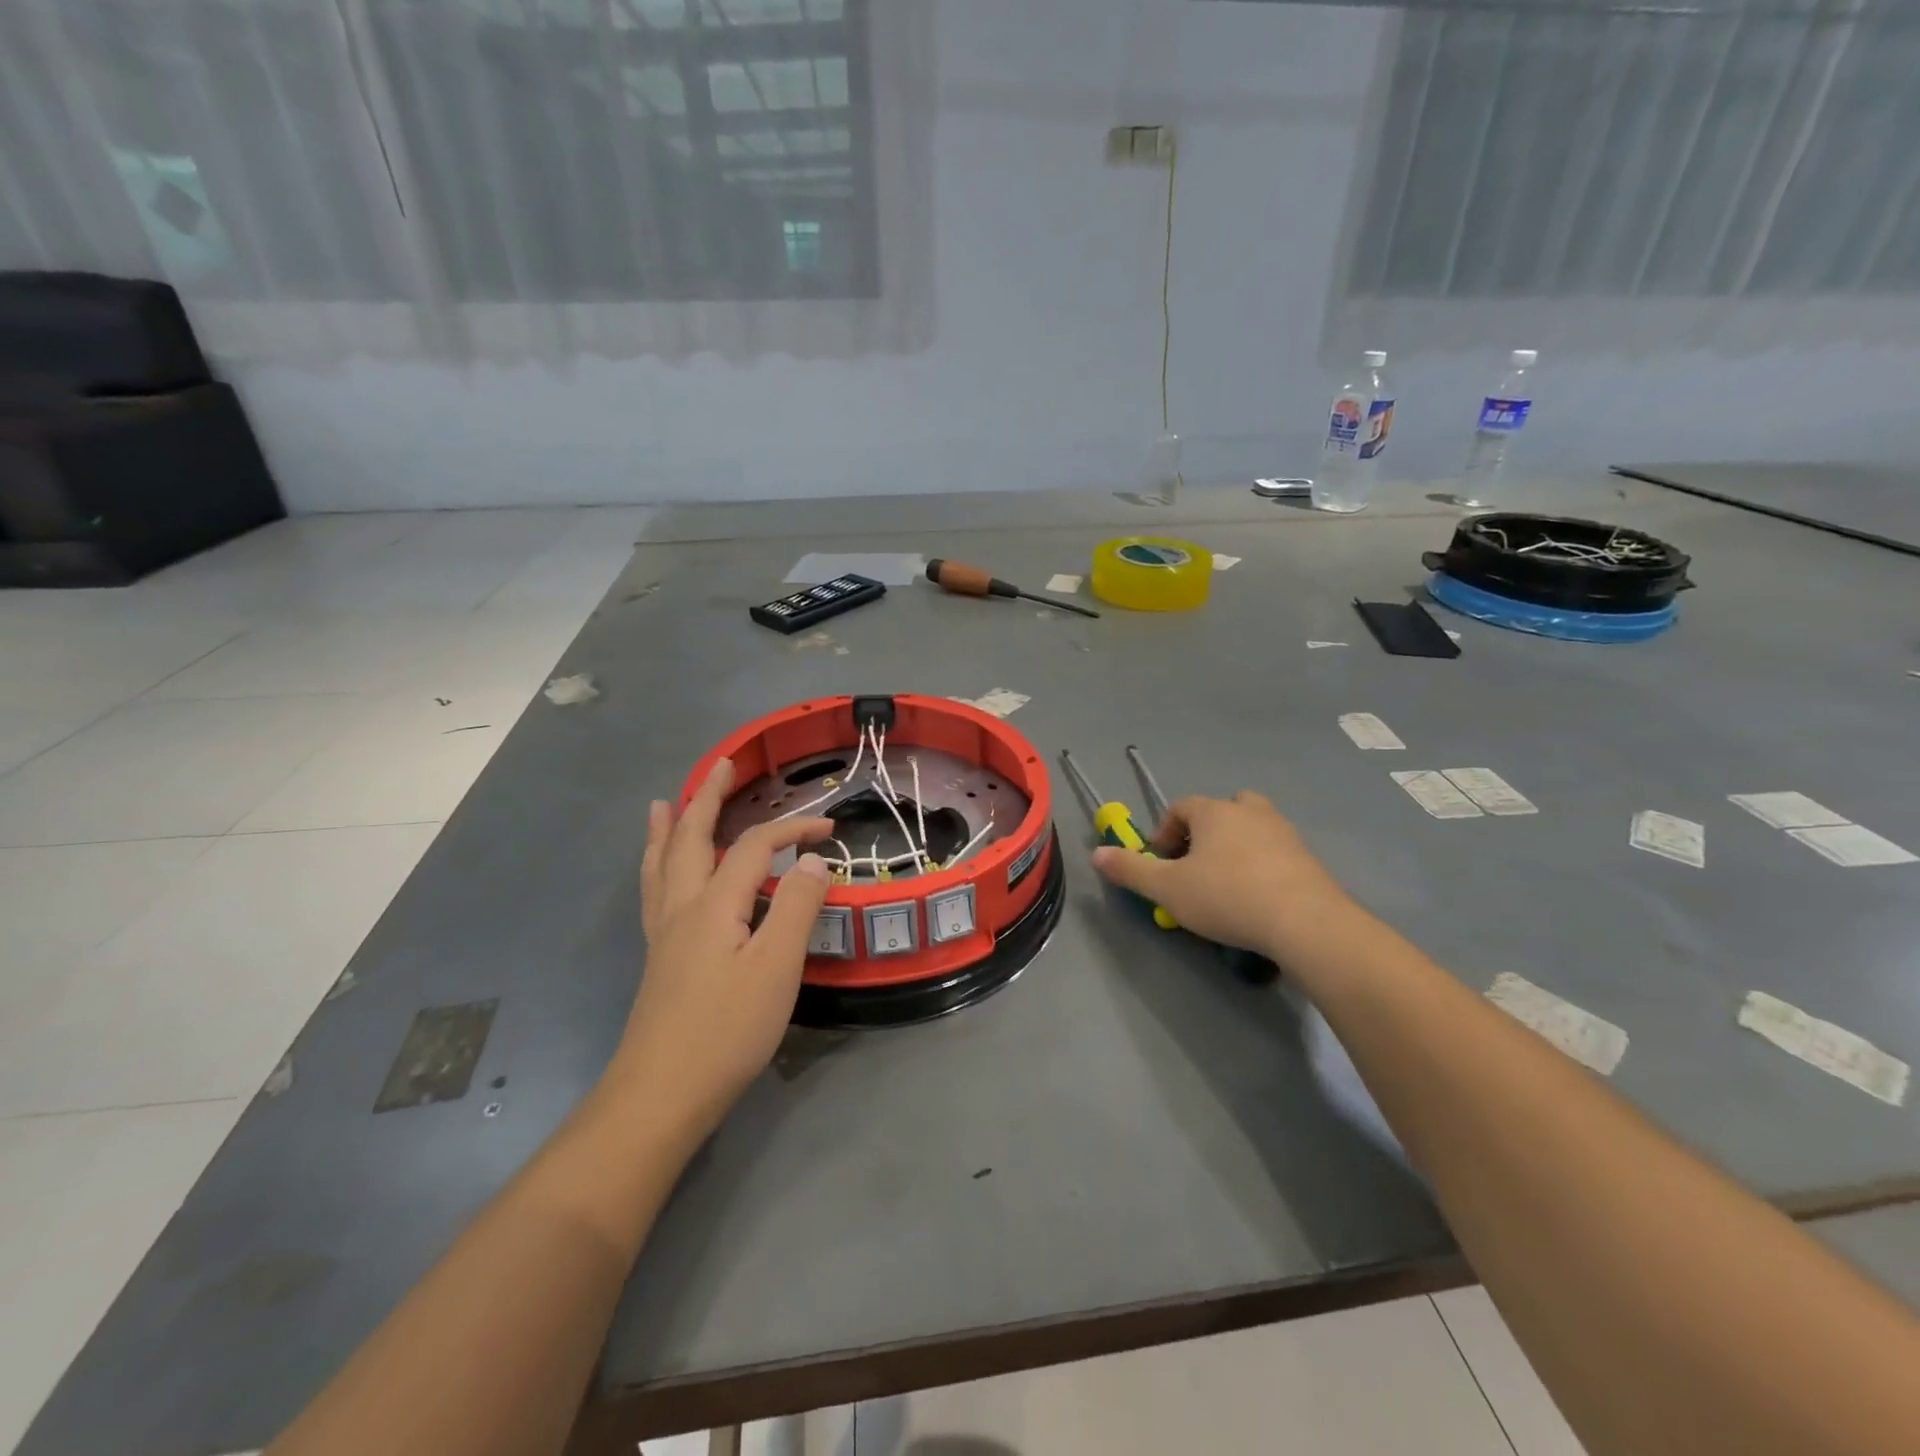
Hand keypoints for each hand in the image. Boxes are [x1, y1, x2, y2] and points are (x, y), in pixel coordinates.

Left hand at [614, 758, 833, 1137]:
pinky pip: (656, 891)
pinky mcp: (661, 958)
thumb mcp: (776, 967)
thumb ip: (796, 908)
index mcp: (714, 904)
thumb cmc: (727, 1030)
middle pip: (693, 838)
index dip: (793, 830)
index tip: (830, 828)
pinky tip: (661, 874)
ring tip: (665, 803)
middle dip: (708, 798)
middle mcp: (682, 907)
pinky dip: (658, 865)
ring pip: (663, 864)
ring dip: (670, 828)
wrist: (661, 1095)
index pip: (757, 847)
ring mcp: (665, 933)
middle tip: (721, 765)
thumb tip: (815, 862)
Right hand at [1092, 790, 1360, 964]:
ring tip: (1226, 886)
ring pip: (1251, 829)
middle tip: (1196, 869)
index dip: (1164, 833)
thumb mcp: (1167, 889)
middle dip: (1204, 834)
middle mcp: (1250, 812)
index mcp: (1214, 811)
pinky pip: (1275, 853)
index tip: (1162, 864)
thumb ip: (1130, 870)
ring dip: (1235, 849)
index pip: (1180, 807)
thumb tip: (1095, 853)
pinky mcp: (1308, 858)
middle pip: (1220, 811)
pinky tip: (1257, 900)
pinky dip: (1261, 867)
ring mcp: (1283, 832)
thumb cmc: (1227, 897)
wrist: (1305, 922)